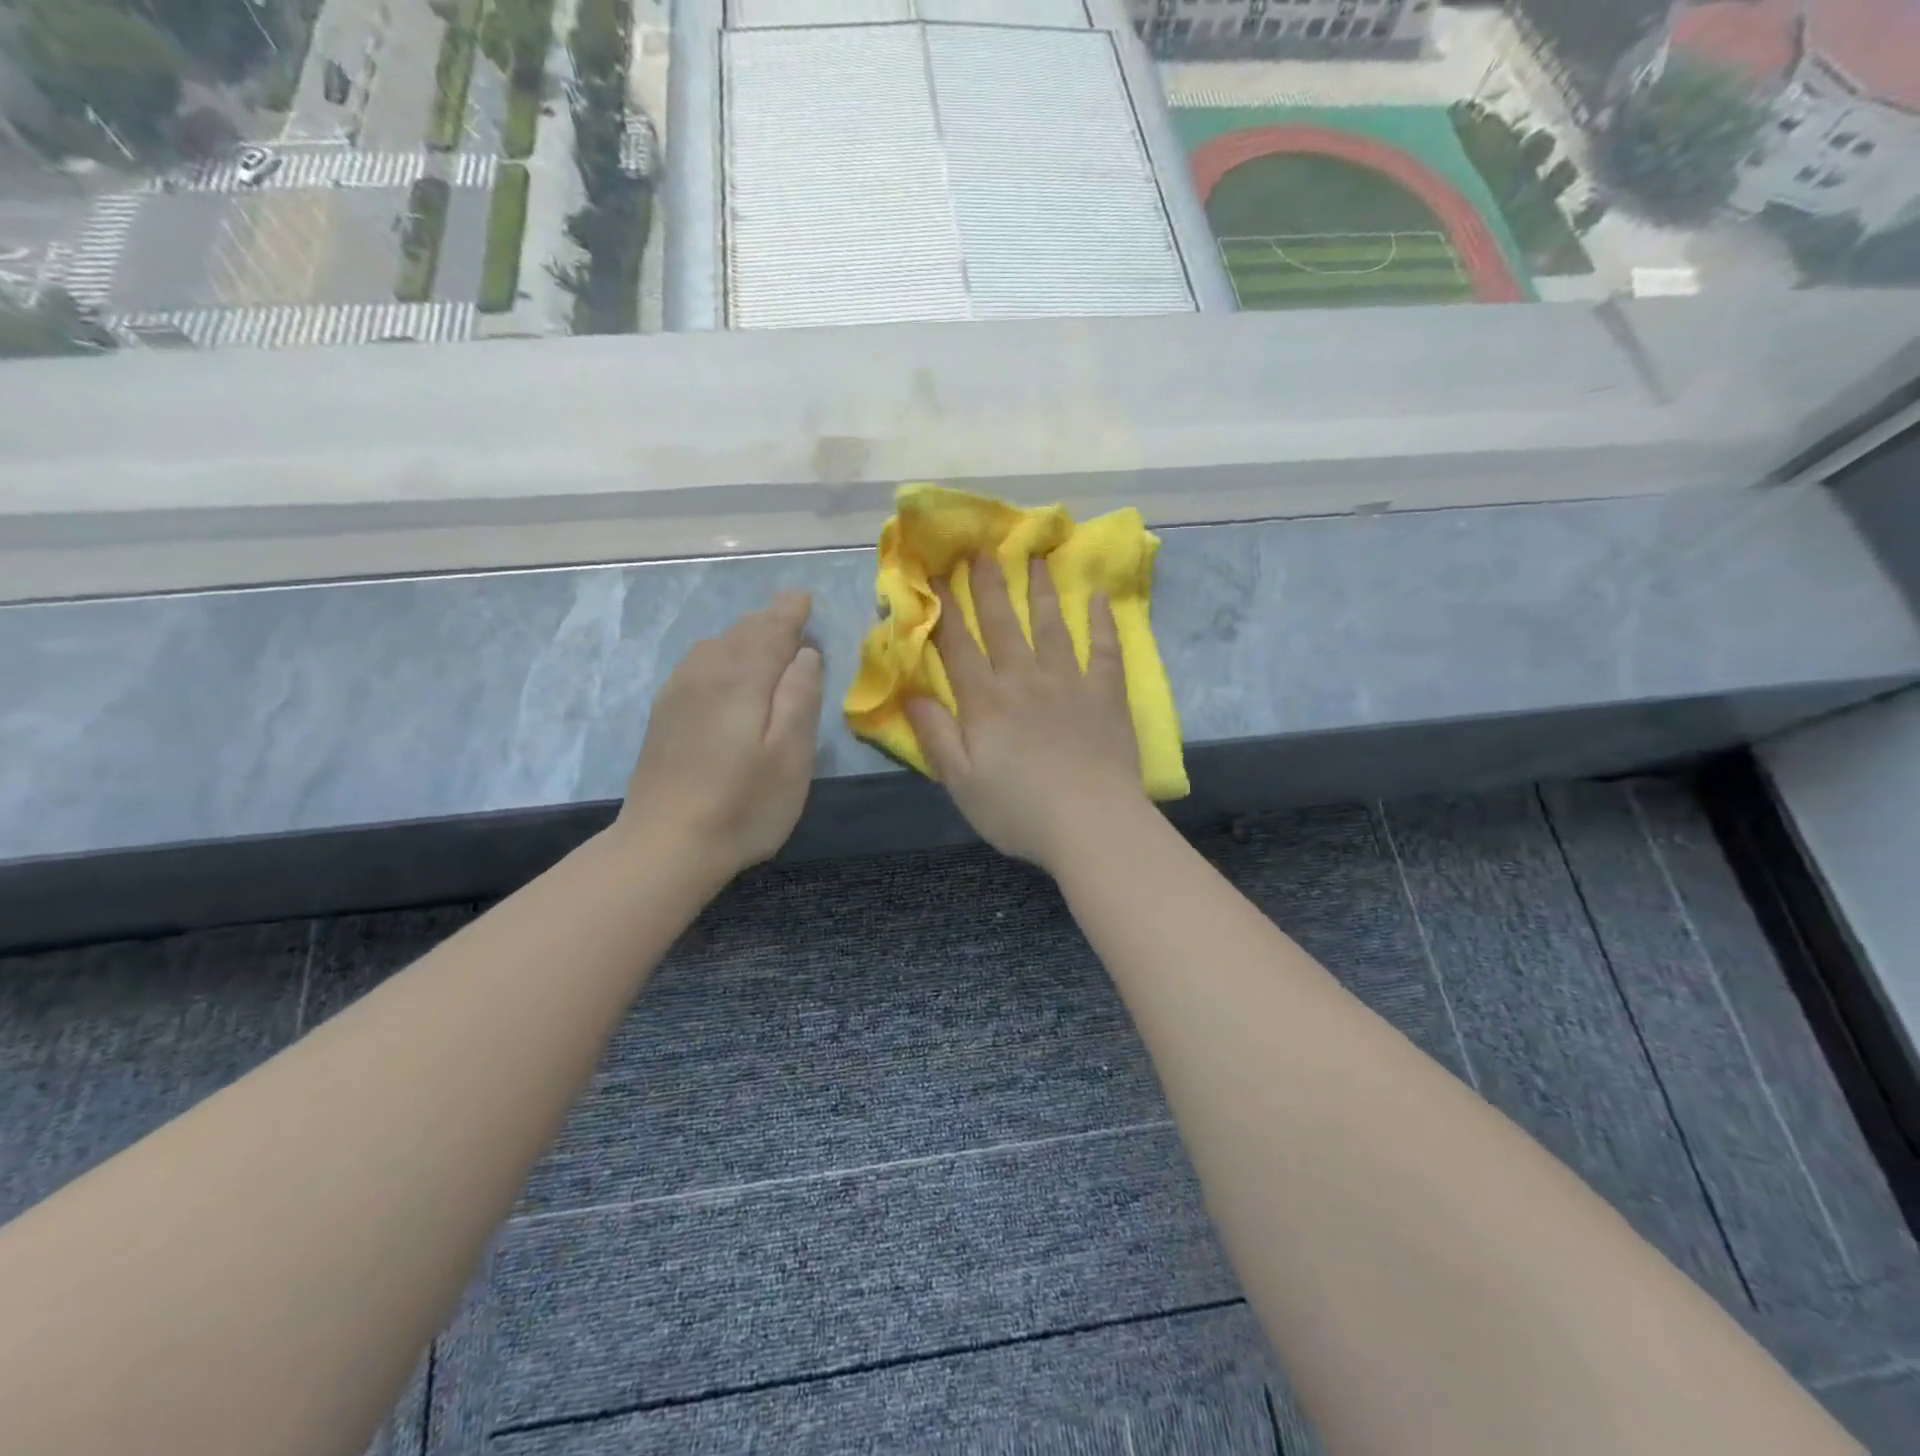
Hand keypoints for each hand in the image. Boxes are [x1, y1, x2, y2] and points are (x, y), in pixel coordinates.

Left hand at [618, 591, 823, 874]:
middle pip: (741, 633)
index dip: (789, 612)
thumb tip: (805, 654)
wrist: (666, 845)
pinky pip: (697, 664)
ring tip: (764, 633)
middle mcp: (706, 673)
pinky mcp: (664, 715)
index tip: (804, 598)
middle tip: (791, 610)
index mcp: (742, 678)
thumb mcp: (792, 755)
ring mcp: (678, 693)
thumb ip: (801, 696)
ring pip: (715, 645)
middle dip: (768, 619)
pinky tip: (723, 666)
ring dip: (743, 634)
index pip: (770, 630)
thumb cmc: (744, 804)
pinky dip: (719, 653)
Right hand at [905, 554, 1145, 873]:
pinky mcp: (1105, 694)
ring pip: (1050, 626)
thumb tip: (910, 692)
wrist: (1090, 824)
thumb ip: (936, 735)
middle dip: (989, 585)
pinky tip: (1098, 597)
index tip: (937, 575)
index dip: (945, 609)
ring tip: (1035, 558)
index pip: (958, 646)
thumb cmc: (1018, 810)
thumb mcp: (961, 782)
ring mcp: (1068, 683)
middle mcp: (1024, 680)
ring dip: (1040, 590)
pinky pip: (1104, 649)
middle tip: (982, 549)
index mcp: (985, 702)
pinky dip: (1101, 622)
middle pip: (1002, 624)